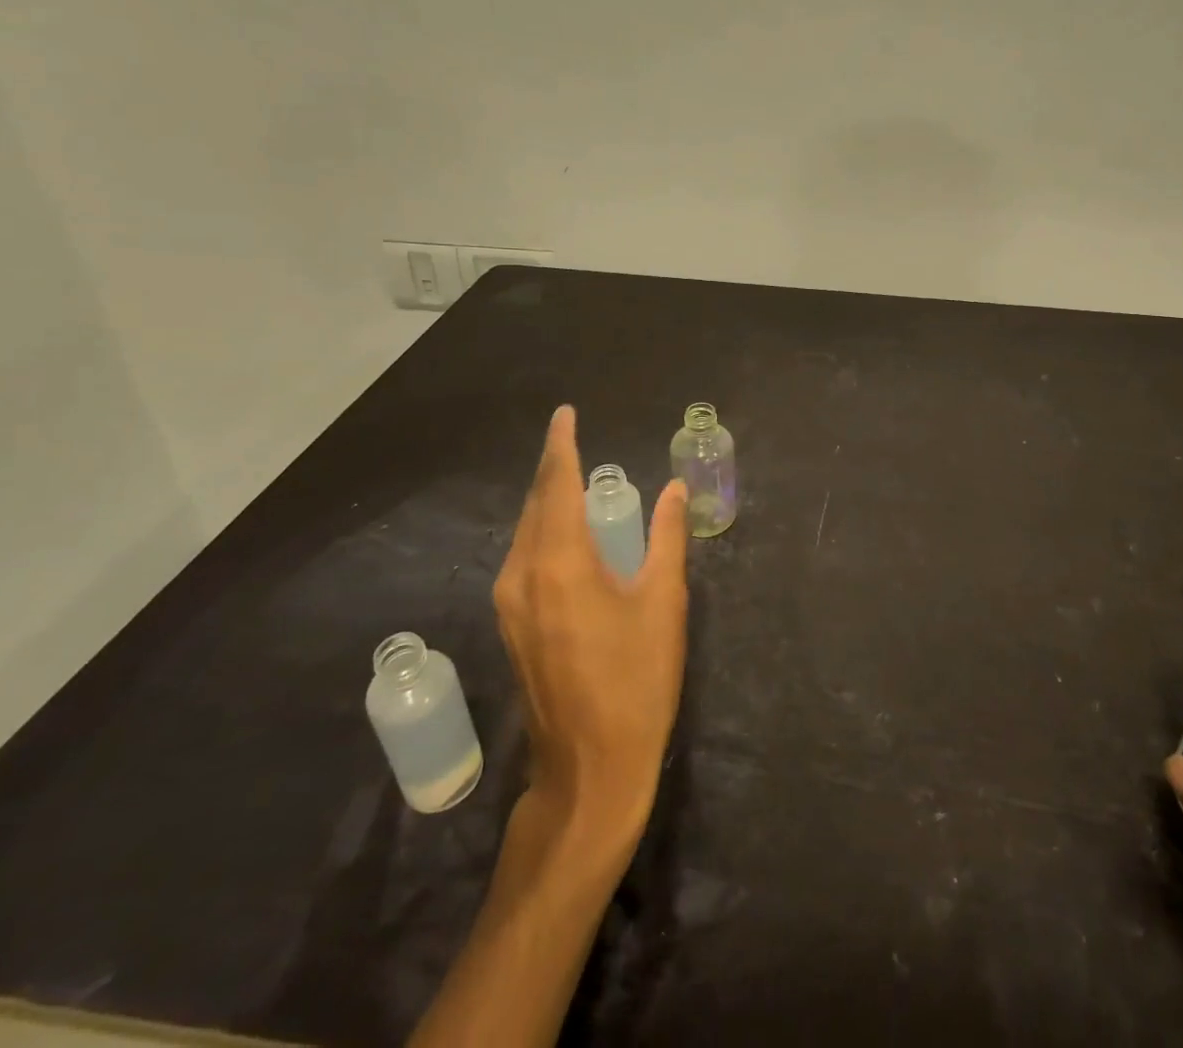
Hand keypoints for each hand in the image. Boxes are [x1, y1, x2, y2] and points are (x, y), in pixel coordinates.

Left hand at [493, 406, 689, 848]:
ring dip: (548, 501)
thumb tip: (673, 488)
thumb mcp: (663, 601)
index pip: (555, 484)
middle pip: (535, 504)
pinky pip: (524, 556)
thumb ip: (666, 536)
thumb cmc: (637, 680)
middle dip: (554, 469)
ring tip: (576, 480)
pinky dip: (545, 530)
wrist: (590, 768)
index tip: (566, 414)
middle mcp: (522, 573)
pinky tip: (568, 533)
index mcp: (560, 561)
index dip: (561, 445)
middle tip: (576, 441)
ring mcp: (510, 602)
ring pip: (526, 531)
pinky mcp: (512, 624)